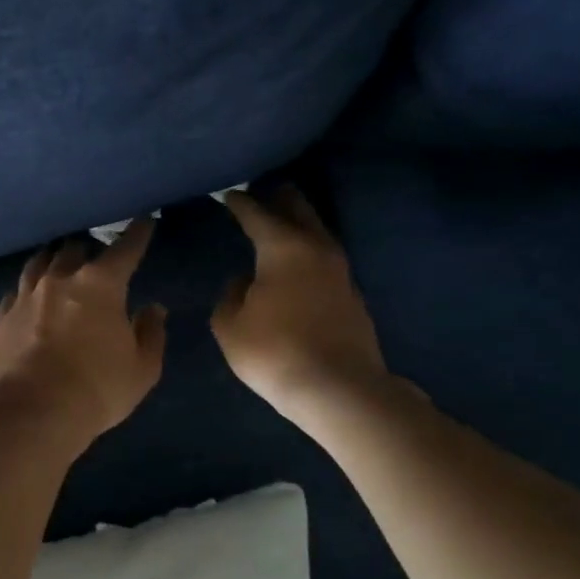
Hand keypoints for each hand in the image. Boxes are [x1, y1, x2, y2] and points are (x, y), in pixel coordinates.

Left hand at [0, 218, 167, 451]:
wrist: (32, 413)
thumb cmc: (97, 390)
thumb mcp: (142, 369)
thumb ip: (151, 333)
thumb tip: (152, 309)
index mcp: (100, 285)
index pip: (124, 249)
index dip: (137, 234)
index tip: (144, 222)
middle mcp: (59, 280)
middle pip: (74, 249)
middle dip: (88, 249)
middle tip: (95, 258)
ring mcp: (25, 297)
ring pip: (39, 263)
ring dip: (53, 261)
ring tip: (58, 265)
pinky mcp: (1, 318)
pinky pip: (15, 293)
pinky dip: (27, 290)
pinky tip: (28, 298)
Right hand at [212, 187, 391, 422]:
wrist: (338, 388)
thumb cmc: (273, 352)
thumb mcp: (230, 326)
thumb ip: (230, 296)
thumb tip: (243, 282)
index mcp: (283, 248)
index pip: (257, 214)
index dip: (239, 202)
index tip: (228, 194)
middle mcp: (317, 248)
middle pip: (299, 210)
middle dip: (279, 197)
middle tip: (263, 190)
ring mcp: (340, 271)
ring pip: (318, 231)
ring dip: (300, 221)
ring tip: (281, 219)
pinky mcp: (351, 294)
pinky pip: (325, 257)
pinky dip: (309, 249)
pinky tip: (298, 260)